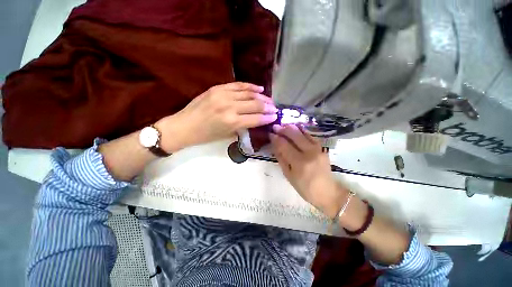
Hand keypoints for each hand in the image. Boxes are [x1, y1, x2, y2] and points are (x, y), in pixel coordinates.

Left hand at [156, 82, 277, 151]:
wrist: (184, 126)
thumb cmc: (206, 136)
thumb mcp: (227, 135)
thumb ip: (242, 127)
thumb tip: (255, 121)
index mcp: (232, 122)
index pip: (256, 118)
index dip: (267, 118)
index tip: (275, 117)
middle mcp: (230, 107)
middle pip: (255, 105)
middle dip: (268, 107)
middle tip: (275, 108)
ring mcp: (223, 95)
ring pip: (249, 94)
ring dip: (261, 97)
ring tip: (269, 100)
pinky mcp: (217, 88)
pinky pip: (238, 85)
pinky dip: (250, 87)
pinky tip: (258, 89)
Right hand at [270, 124, 346, 217]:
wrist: (327, 192)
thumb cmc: (305, 188)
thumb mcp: (288, 176)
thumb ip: (281, 159)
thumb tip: (275, 145)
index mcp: (299, 163)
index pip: (284, 145)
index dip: (276, 138)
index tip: (270, 134)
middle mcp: (309, 153)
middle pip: (294, 135)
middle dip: (283, 129)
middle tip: (275, 127)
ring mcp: (318, 149)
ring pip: (303, 133)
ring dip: (292, 127)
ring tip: (284, 125)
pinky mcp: (322, 148)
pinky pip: (310, 135)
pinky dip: (302, 130)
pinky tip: (296, 128)